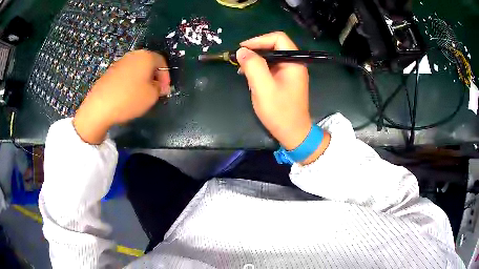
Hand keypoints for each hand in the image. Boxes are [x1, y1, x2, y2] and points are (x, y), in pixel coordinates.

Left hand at [73, 50, 170, 143]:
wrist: (100, 106)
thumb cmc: (129, 99)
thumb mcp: (152, 96)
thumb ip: (159, 88)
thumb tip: (158, 86)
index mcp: (146, 57)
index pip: (162, 62)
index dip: (166, 77)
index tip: (165, 91)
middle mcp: (133, 55)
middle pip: (149, 63)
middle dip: (154, 77)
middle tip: (155, 92)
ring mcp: (120, 62)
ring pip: (137, 68)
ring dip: (142, 79)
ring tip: (141, 94)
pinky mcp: (110, 71)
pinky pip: (126, 74)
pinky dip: (130, 81)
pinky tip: (128, 94)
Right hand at [237, 32, 329, 163]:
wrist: (293, 133)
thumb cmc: (280, 112)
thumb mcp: (263, 88)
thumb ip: (253, 66)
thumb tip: (241, 50)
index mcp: (294, 62)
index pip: (278, 38)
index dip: (259, 40)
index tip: (242, 49)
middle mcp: (294, 63)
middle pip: (274, 45)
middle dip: (255, 49)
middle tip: (239, 58)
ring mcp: (290, 72)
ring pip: (271, 56)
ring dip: (255, 59)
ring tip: (241, 67)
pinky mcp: (285, 79)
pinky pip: (271, 66)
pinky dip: (259, 68)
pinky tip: (249, 75)